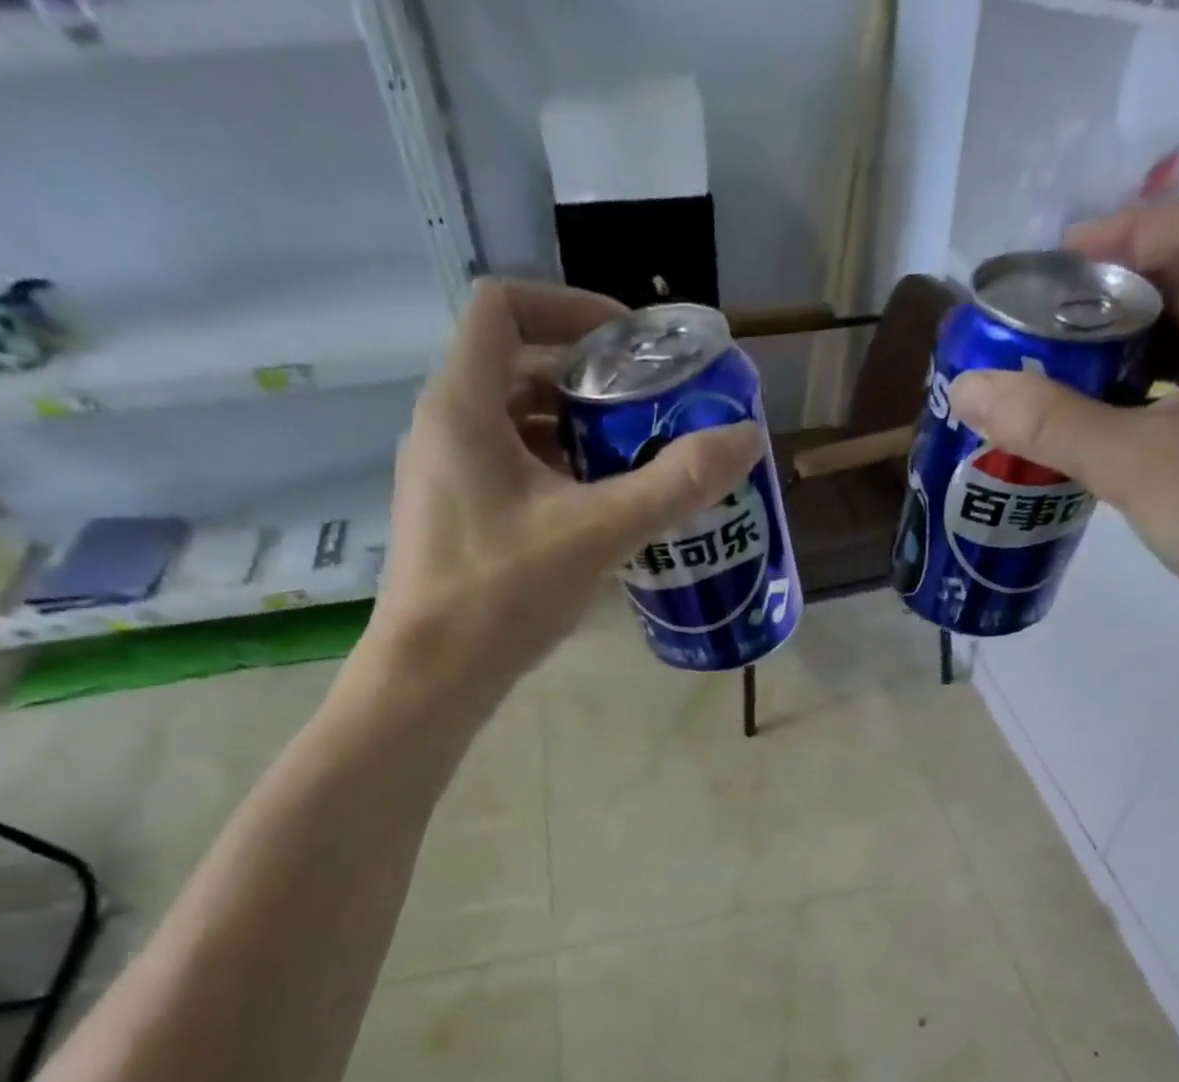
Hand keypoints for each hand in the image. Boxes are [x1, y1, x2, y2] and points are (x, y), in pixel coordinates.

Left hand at [362, 278, 763, 703]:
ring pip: (514, 423)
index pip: (504, 305)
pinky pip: (508, 468)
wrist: (431, 679)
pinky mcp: (454, 518)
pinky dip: (556, 472)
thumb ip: (676, 483)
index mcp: (462, 405)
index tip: (630, 345)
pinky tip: (599, 511)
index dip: (570, 307)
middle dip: (588, 380)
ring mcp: (444, 476)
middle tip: (648, 408)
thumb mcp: (600, 532)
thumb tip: (747, 437)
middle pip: (517, 366)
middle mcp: (443, 427)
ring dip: (575, 431)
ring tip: (634, 460)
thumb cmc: (502, 593)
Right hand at [948, 199, 1178, 665]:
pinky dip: (1146, 398)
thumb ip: (1050, 422)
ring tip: (1055, 373)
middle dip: (1115, 299)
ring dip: (1127, 353)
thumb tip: (967, 387)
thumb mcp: (1139, 462)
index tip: (1050, 266)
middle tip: (1039, 327)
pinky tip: (1096, 426)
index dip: (1124, 234)